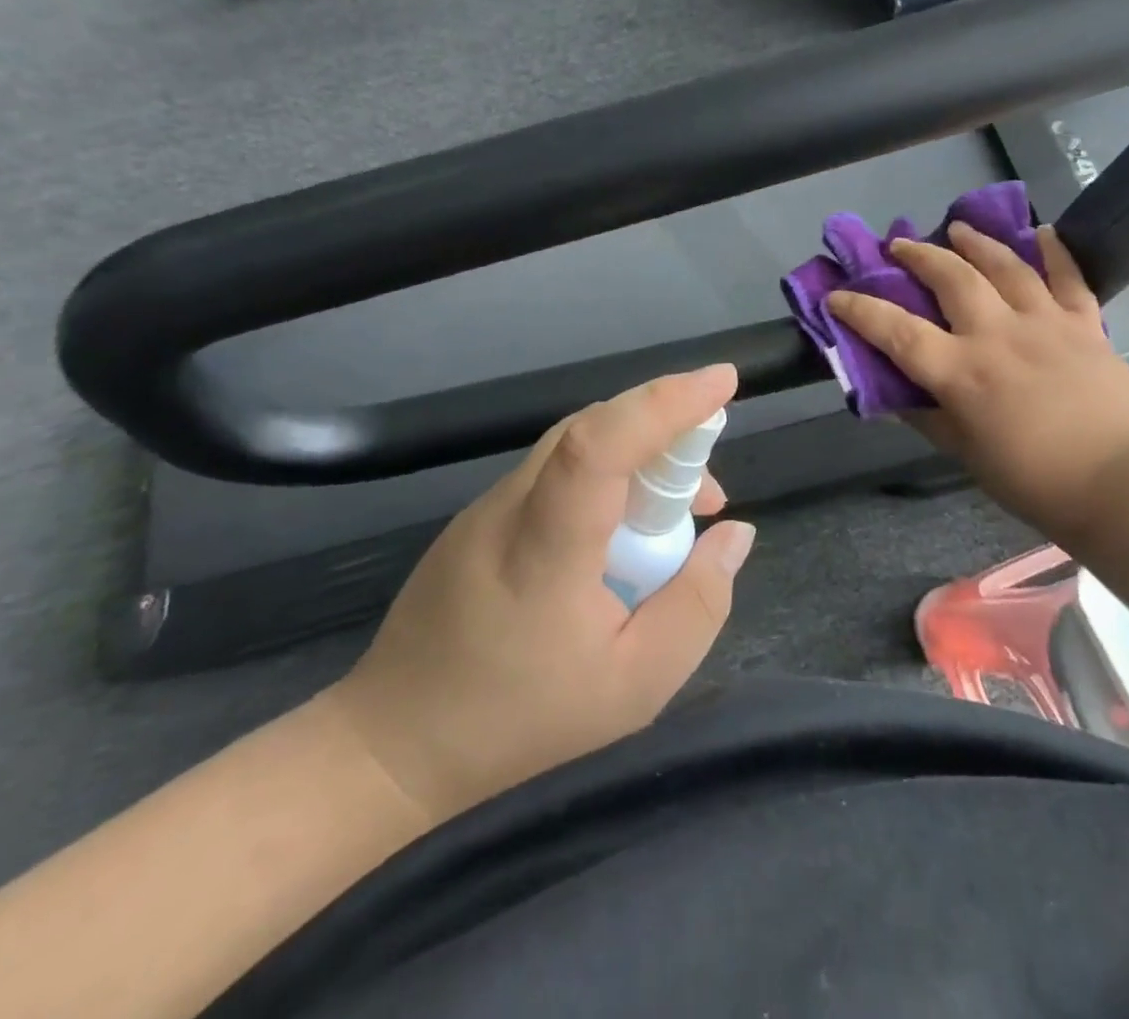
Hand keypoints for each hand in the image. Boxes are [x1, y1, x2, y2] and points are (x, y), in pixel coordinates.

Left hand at [328, 365, 754, 824]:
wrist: (394, 746)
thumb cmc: (522, 723)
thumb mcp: (636, 684)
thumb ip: (698, 603)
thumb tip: (734, 533)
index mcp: (546, 549)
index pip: (599, 445)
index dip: (663, 403)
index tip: (722, 382)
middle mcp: (510, 506)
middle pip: (592, 429)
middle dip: (665, 426)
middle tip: (709, 487)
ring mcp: (487, 506)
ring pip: (574, 444)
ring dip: (636, 453)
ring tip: (677, 510)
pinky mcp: (478, 516)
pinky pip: (554, 469)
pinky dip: (603, 474)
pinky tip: (621, 528)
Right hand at [828, 223, 1128, 535]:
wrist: (1121, 481)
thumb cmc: (1034, 479)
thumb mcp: (966, 454)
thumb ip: (929, 419)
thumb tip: (899, 395)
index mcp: (960, 372)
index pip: (896, 331)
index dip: (860, 310)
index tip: (837, 295)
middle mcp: (996, 335)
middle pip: (950, 279)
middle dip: (918, 256)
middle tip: (899, 245)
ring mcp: (1044, 322)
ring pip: (1005, 266)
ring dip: (976, 242)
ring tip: (958, 228)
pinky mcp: (1085, 324)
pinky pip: (1069, 278)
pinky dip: (1056, 251)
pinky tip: (1043, 231)